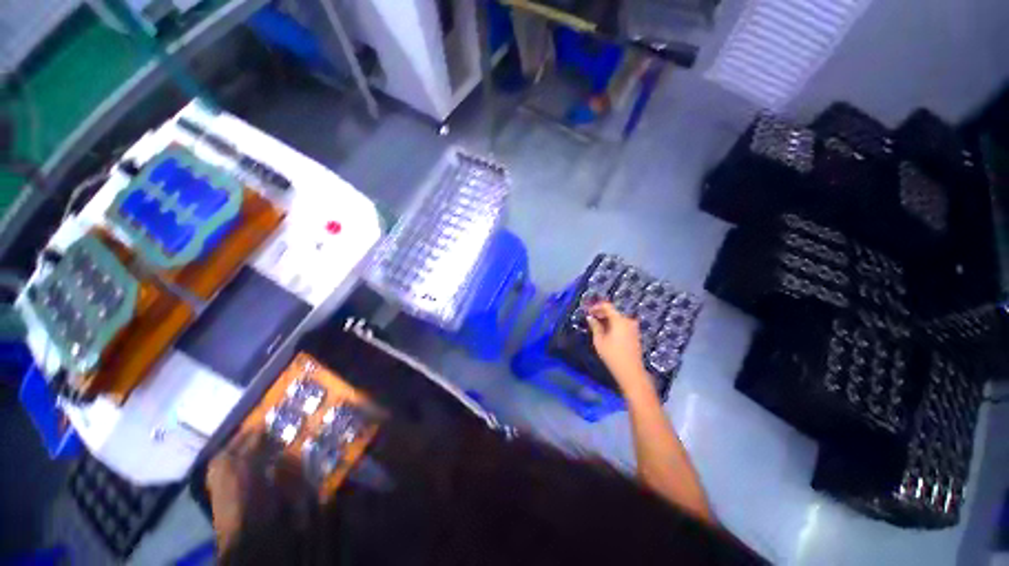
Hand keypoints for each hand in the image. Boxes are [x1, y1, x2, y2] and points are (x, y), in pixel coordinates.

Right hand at [586, 302, 649, 392]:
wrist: (631, 372)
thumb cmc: (612, 355)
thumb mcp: (599, 340)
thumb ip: (594, 326)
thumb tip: (590, 317)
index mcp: (619, 320)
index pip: (607, 306)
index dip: (596, 306)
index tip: (587, 311)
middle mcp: (628, 320)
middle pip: (613, 311)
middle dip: (601, 313)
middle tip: (590, 318)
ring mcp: (633, 327)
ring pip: (617, 318)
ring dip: (607, 319)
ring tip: (596, 325)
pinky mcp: (635, 334)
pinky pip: (622, 324)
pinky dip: (613, 325)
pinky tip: (606, 332)